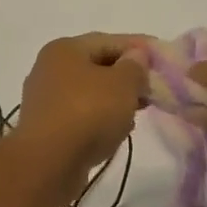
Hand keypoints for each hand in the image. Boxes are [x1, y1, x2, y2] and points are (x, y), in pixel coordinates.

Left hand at [14, 35, 147, 204]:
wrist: (47, 165)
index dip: (138, 47)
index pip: (109, 41)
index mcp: (65, 49)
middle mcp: (50, 69)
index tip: (161, 58)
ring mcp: (45, 100)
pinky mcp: (45, 128)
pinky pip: (80, 115)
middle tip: (152, 88)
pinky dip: (99, 119)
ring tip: (138, 111)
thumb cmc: (88, 113)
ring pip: (89, 93)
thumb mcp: (123, 84)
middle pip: (97, 66)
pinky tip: (116, 131)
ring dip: (114, 100)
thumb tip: (136, 57)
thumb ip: (135, 66)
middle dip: (127, 76)